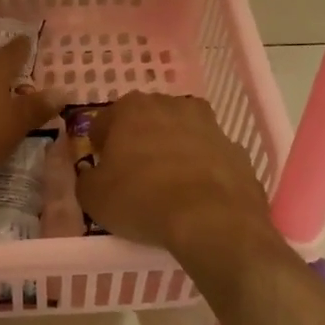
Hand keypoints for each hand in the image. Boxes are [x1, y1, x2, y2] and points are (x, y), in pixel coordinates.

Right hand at [75, 92, 276, 256]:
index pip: (105, 122)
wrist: (212, 220)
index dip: (100, 147)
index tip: (102, 170)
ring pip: (182, 135)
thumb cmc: (142, 199)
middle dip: (139, 143)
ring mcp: (210, 125)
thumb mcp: (93, 197)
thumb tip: (94, 174)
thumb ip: (87, 178)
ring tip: (169, 188)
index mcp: (132, 108)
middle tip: (134, 177)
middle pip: (146, 122)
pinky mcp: (236, 149)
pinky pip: (209, 158)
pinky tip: (198, 197)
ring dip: (173, 152)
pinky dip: (202, 171)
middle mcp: (173, 105)